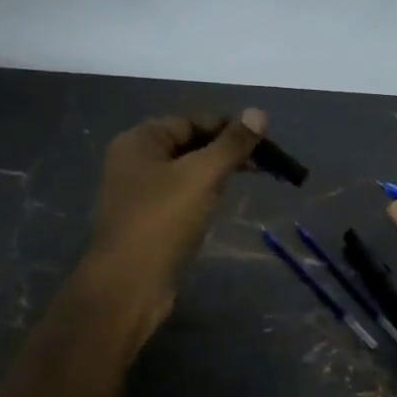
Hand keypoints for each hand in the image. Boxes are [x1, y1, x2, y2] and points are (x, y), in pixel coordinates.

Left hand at [85, 110, 266, 324]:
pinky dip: (204, 194)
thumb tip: (259, 112)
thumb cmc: (163, 221)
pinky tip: (223, 202)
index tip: (264, 141)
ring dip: (218, 172)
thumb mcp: (202, 176)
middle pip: (189, 144)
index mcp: (139, 141)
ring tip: (253, 180)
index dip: (228, 127)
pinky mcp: (149, 220)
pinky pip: (181, 196)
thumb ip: (232, 144)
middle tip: (267, 164)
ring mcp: (140, 193)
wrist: (129, 285)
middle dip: (227, 151)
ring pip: (187, 172)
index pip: (191, 121)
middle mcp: (135, 161)